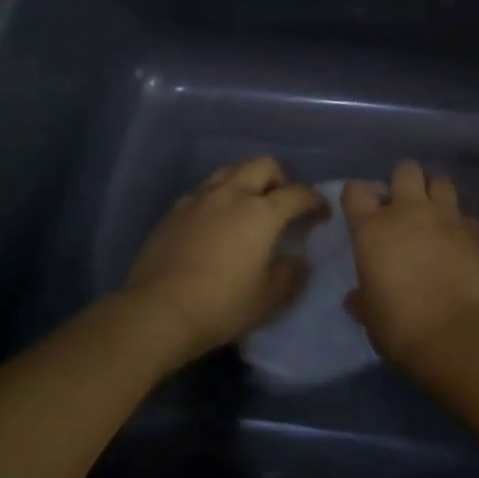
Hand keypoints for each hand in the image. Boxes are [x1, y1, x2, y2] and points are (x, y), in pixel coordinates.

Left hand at [122, 156, 322, 362]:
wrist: (156, 312)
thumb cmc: (220, 306)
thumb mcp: (267, 299)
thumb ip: (290, 274)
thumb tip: (297, 260)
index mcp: (262, 212)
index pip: (298, 193)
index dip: (316, 200)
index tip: (322, 213)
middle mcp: (232, 194)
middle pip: (264, 165)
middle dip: (281, 179)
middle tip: (283, 205)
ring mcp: (200, 199)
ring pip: (231, 171)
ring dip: (246, 182)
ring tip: (248, 208)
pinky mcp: (174, 211)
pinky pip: (203, 191)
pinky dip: (217, 198)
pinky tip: (214, 223)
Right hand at [341, 159, 478, 368]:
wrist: (459, 336)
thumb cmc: (402, 328)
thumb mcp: (371, 317)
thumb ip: (363, 299)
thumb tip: (356, 297)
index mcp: (373, 229)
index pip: (356, 191)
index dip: (358, 195)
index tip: (362, 209)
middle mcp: (409, 212)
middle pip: (406, 169)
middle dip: (404, 181)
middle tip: (405, 206)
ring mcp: (447, 218)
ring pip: (442, 181)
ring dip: (436, 194)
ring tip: (436, 215)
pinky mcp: (477, 232)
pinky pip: (467, 216)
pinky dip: (462, 225)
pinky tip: (461, 243)